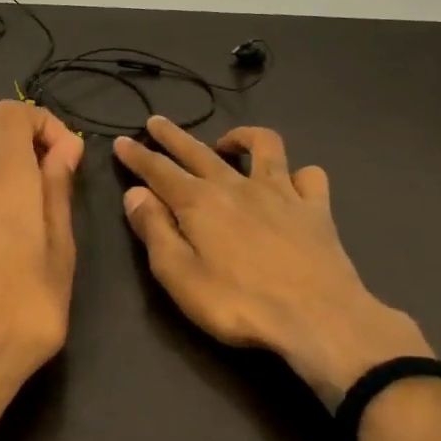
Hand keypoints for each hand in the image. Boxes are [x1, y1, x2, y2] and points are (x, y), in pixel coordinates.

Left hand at [0, 100, 84, 440]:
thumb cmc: (23, 313)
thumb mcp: (60, 254)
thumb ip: (58, 191)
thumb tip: (64, 146)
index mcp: (5, 178)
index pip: (12, 112)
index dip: (42, 122)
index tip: (63, 158)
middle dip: (25, 148)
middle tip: (47, 191)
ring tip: (17, 213)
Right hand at [114, 117, 430, 407]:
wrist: (318, 319)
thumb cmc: (238, 303)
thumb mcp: (178, 275)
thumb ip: (154, 230)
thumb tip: (134, 193)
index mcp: (198, 202)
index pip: (158, 171)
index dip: (137, 156)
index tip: (121, 141)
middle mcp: (236, 186)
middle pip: (198, 151)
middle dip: (173, 136)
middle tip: (156, 122)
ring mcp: (280, 193)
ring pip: (262, 145)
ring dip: (240, 137)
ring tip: (226, 143)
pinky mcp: (315, 209)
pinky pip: (308, 176)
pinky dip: (297, 175)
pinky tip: (291, 184)